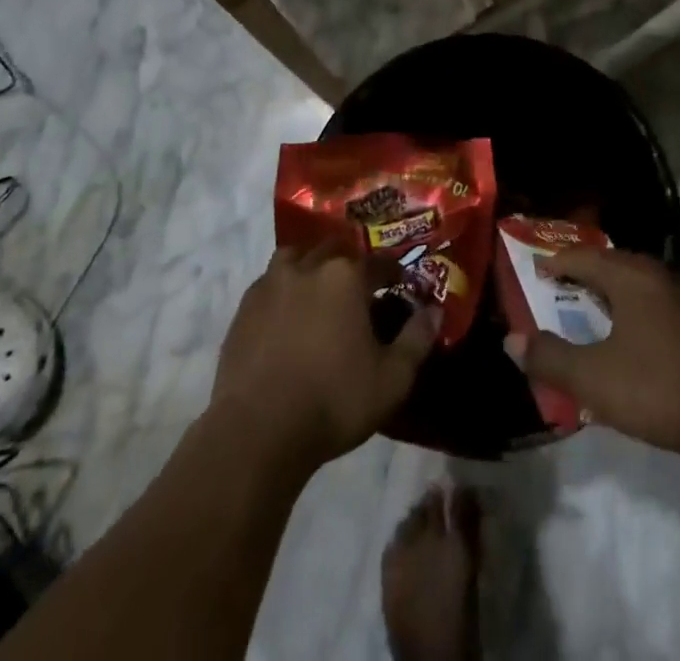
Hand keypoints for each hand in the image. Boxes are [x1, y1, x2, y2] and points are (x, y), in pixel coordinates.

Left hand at [211, 246, 439, 470]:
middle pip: (336, 249)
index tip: (401, 286)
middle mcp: (309, 266)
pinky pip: (270, 282)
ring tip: (319, 289)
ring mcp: (271, 283)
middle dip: (351, 263)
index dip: (394, 272)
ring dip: (312, 265)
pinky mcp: (245, 307)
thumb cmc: (333, 400)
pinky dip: (283, 287)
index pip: (379, 261)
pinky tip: (287, 313)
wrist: (258, 431)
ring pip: (297, 256)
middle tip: (360, 288)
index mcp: (347, 276)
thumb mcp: (392, 379)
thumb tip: (434, 311)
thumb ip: (417, 339)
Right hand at [506, 247, 679, 461]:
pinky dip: (631, 307)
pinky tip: (629, 334)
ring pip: (636, 282)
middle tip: (558, 284)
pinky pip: (653, 302)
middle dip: (583, 272)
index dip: (557, 262)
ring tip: (589, 306)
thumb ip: (550, 358)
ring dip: (609, 290)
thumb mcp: (593, 378)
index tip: (535, 271)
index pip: (584, 257)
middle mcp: (658, 277)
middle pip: (612, 263)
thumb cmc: (657, 389)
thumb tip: (512, 341)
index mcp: (631, 277)